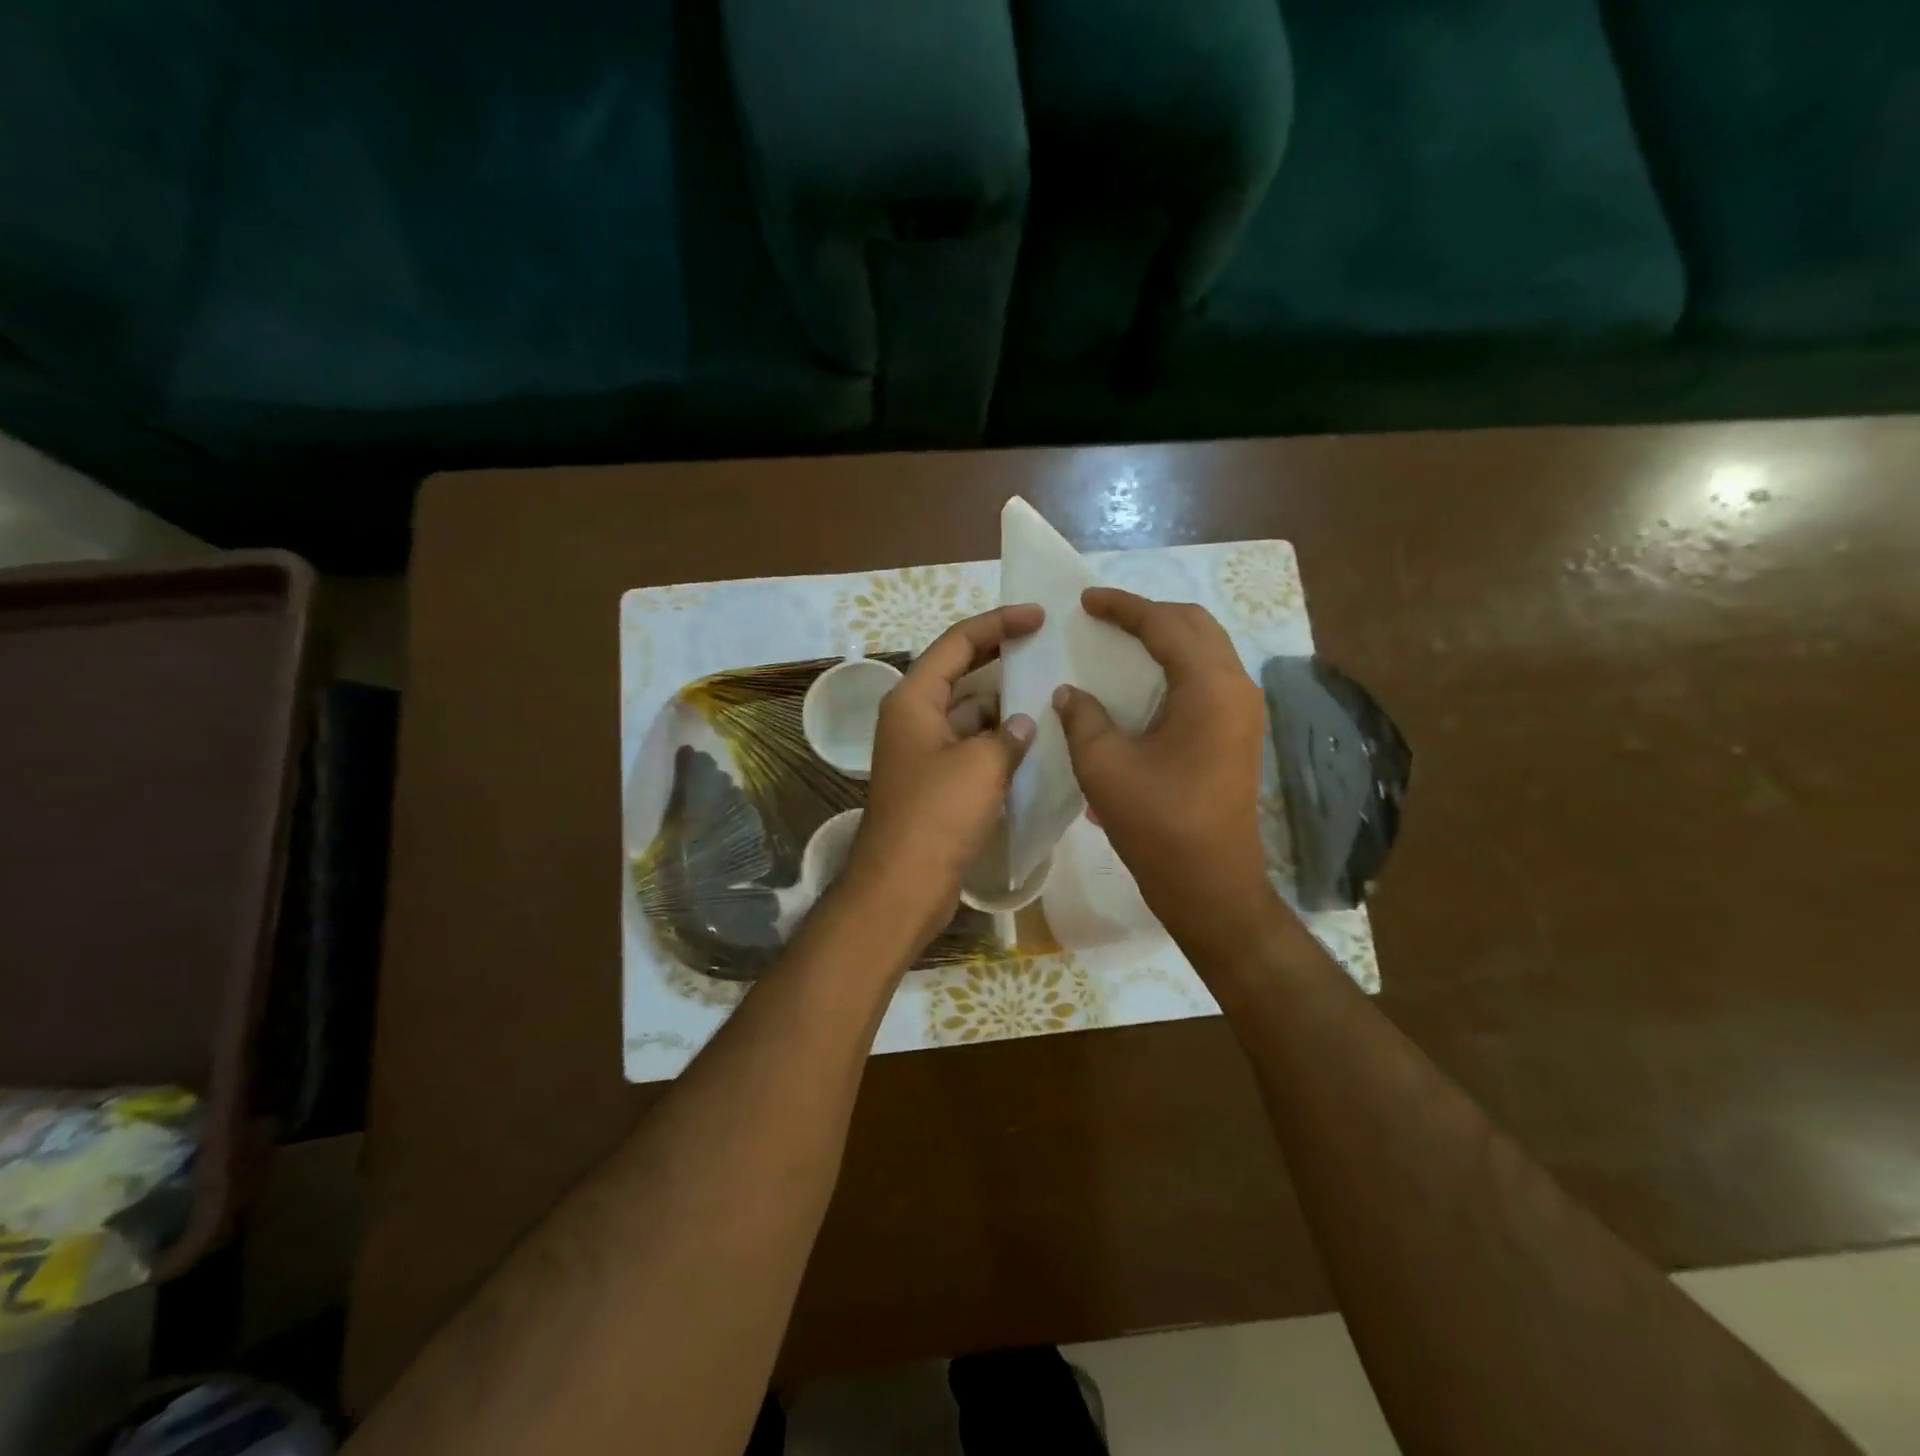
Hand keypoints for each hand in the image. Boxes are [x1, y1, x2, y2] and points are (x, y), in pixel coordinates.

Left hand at [844, 605, 1041, 945]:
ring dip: (1005, 703)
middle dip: (1002, 657)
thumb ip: (1009, 736)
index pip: (958, 643)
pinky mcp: (936, 782)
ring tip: (1052, 691)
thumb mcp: (981, 766)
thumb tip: (1025, 723)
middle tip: (1047, 645)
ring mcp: (924, 751)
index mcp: (914, 699)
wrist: (903, 885)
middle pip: (962, 672)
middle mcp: (914, 718)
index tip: (1038, 615)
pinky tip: (1036, 741)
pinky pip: (972, 746)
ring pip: (970, 712)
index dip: (998, 623)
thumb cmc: (937, 815)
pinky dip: (1000, 741)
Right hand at [1053, 588, 1274, 952]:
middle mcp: (1237, 689)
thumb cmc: (1157, 824)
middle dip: (1150, 613)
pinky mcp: (1239, 733)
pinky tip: (1144, 681)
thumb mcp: (1105, 767)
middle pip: (1196, 626)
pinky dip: (1176, 665)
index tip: (1086, 600)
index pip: (1166, 625)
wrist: (1211, 885)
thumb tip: (1069, 691)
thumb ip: (1083, 717)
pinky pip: (1209, 677)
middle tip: (1105, 617)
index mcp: (1209, 688)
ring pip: (1207, 650)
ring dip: (1167, 637)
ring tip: (1122, 641)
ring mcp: (1244, 712)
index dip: (1124, 607)